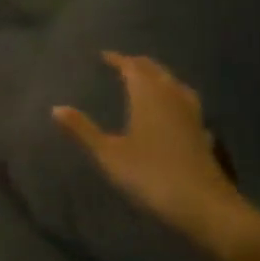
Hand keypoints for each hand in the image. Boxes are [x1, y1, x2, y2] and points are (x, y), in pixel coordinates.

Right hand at [53, 52, 250, 253]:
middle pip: (156, 72)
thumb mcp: (108, 154)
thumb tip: (55, 108)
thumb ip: (82, 130)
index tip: (104, 55)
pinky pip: (186, 103)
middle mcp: (171, 98)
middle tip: (122, 64)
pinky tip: (172, 110)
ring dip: (159, 78)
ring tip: (147, 80)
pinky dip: (174, 97)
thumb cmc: (150, 175)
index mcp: (147, 96)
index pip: (133, 68)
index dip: (118, 59)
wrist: (203, 205)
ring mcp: (191, 115)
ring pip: (174, 85)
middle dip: (138, 65)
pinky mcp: (202, 133)